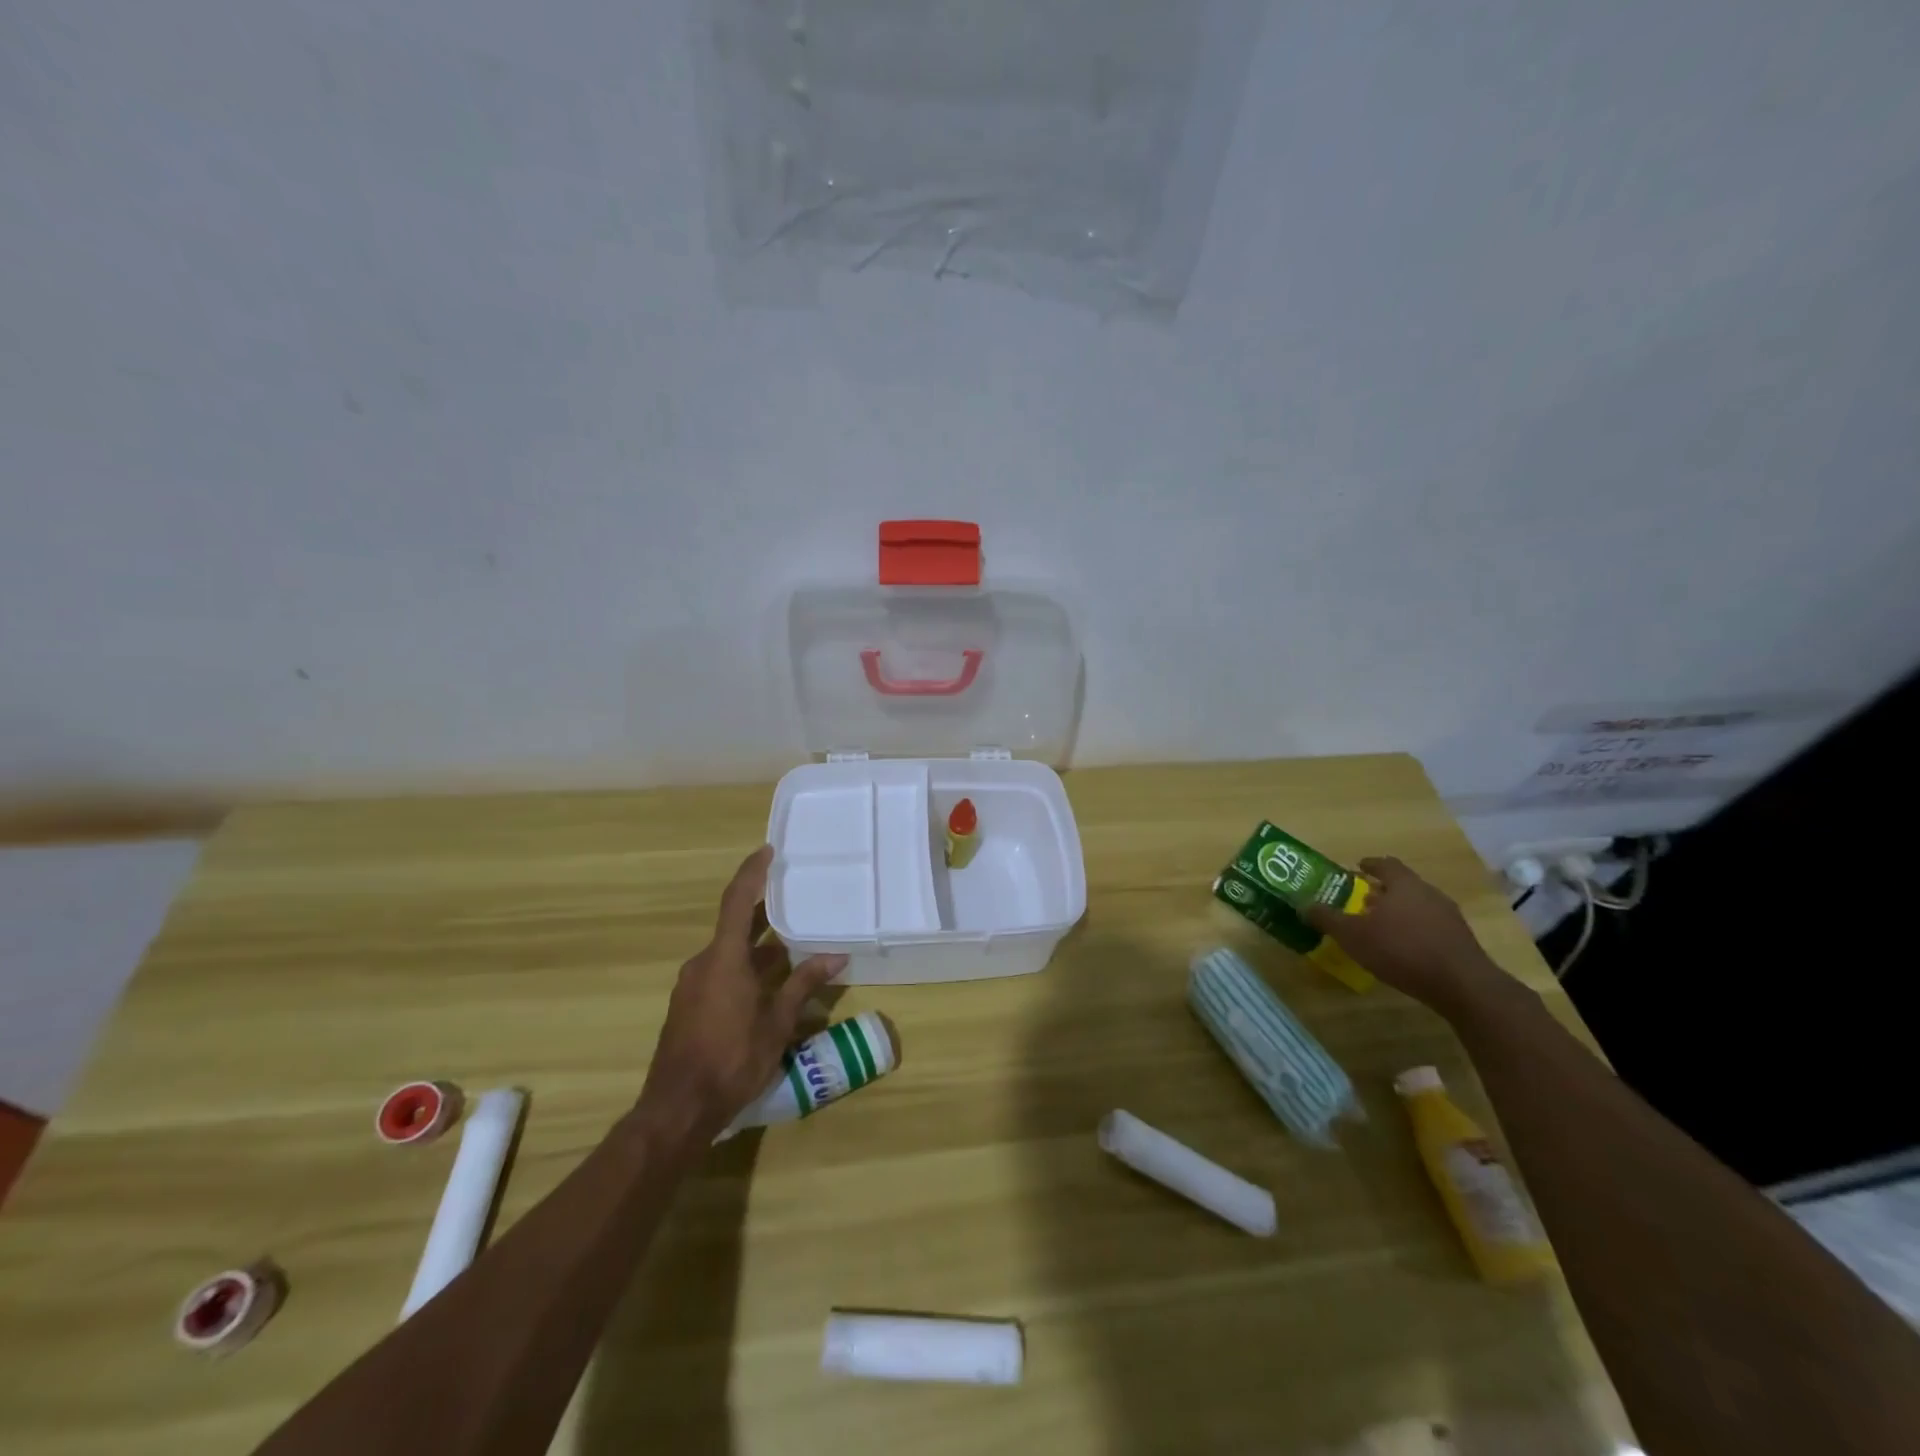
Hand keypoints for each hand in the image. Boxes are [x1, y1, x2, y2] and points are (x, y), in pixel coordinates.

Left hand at [638, 845, 846, 1135]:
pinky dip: (744, 969)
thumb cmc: (732, 1059)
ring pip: (729, 953)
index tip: (767, 851)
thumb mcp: (777, 1022)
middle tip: (794, 900)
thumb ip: (804, 984)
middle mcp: (703, 963)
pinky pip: (719, 973)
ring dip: (758, 948)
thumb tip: (836, 957)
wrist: (678, 1109)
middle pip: (734, 926)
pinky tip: (769, 985)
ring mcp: (692, 986)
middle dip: (764, 914)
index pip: (737, 901)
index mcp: (723, 959)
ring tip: (792, 946)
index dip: (752, 873)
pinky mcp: (688, 1006)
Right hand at [1304, 856, 1504, 1014]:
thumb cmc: (1401, 950)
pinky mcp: (1460, 940)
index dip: (1369, 865)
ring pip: (1418, 905)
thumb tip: (1304, 905)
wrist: (1462, 986)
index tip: (1356, 869)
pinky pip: (1431, 925)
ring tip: (1380, 926)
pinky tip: (1403, 948)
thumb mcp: (1353, 935)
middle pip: (1403, 884)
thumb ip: (1327, 918)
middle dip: (1382, 891)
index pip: (1385, 864)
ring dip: (1399, 911)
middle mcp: (1429, 893)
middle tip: (1362, 900)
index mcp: (1404, 884)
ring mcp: (1449, 916)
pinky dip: (1414, 929)